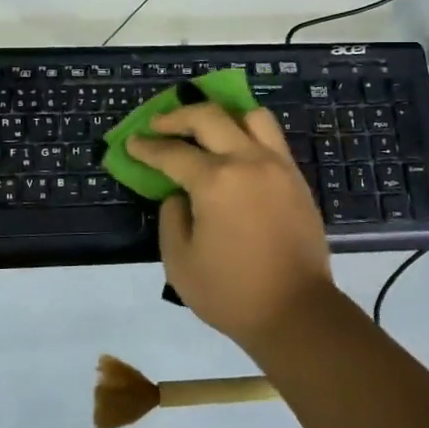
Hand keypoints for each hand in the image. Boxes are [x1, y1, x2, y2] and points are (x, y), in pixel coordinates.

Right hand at [124, 102, 334, 349]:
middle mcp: (248, 161)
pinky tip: (233, 149)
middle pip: (209, 117)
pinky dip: (247, 132)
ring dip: (221, 115)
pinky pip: (271, 137)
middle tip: (158, 125)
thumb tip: (180, 195)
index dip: (147, 147)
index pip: (173, 153)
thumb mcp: (180, 262)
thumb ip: (172, 217)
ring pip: (250, 116)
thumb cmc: (231, 293)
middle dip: (177, 117)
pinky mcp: (295, 177)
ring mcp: (277, 165)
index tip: (132, 143)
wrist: (296, 312)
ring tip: (204, 128)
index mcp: (216, 181)